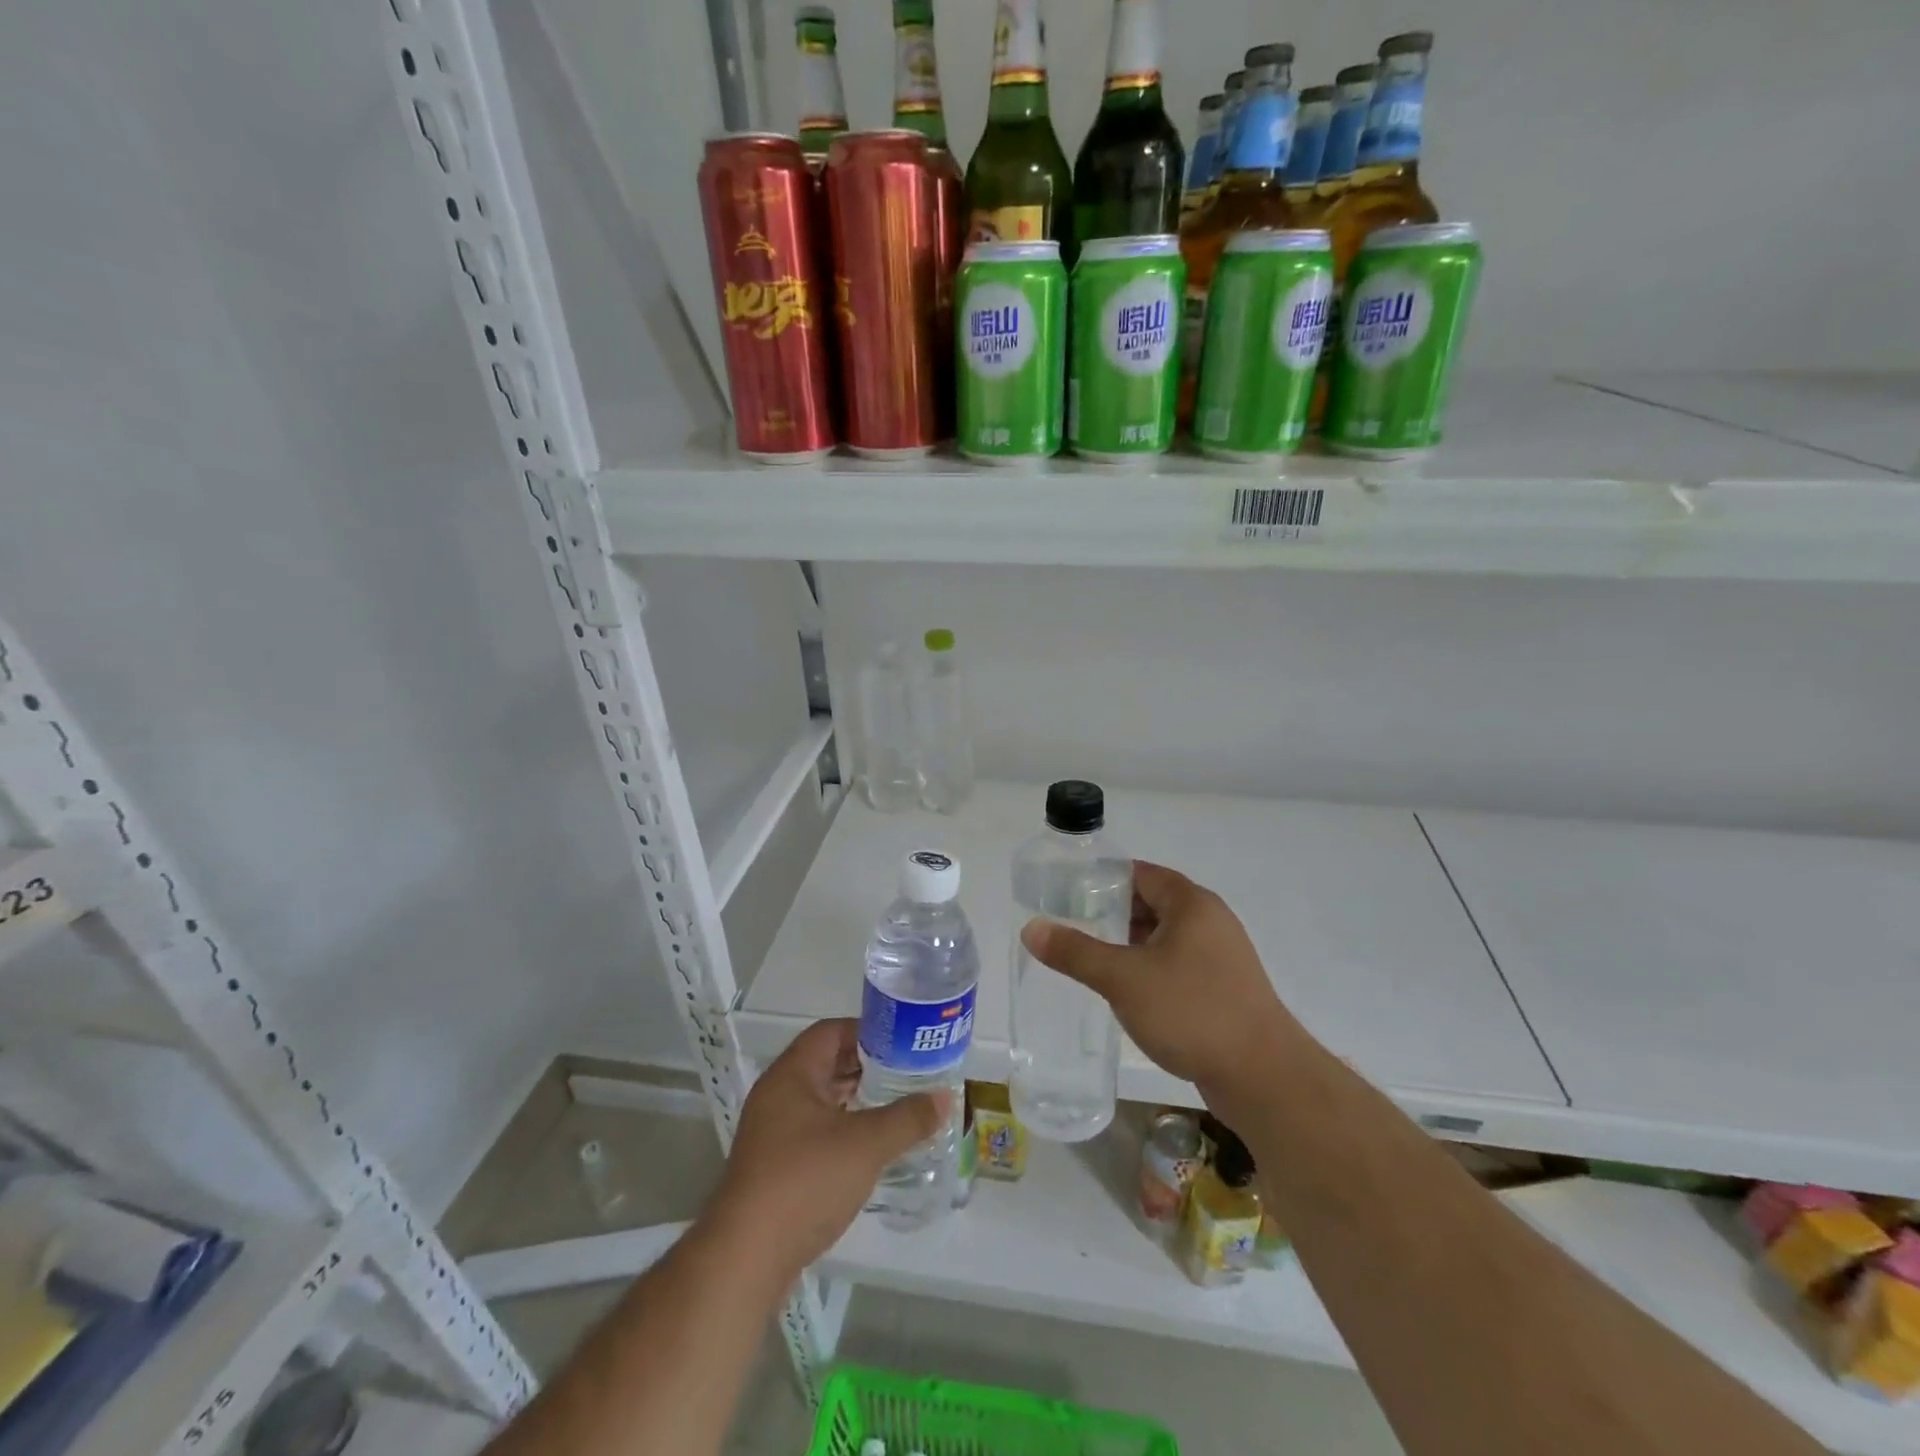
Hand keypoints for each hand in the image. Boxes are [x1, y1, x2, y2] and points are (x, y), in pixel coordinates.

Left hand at [710, 1019, 948, 1282]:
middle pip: (825, 1063)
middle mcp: (777, 1094)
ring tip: (896, 1103)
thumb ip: (907, 1118)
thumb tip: (945, 1098)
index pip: (830, 1031)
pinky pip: (814, 1130)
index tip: (902, 1041)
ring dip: (855, 1098)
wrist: (746, 1257)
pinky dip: (843, 1127)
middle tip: (907, 1070)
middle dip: (866, 1065)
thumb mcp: (866, 1144)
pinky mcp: (774, 1166)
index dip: (867, 1031)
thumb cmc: (805, 1181)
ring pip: (821, 1099)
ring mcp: (772, 1132)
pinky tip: (870, 1144)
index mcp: (791, 1074)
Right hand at [1019, 861, 1307, 1113]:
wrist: (1263, 1077)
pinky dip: (1150, 968)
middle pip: (1153, 903)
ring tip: (1091, 957)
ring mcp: (1221, 957)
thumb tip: (1031, 928)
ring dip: (1130, 944)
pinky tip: (1127, 991)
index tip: (1068, 892)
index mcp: (1191, 904)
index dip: (1104, 879)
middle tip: (1071, 925)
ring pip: (1165, 937)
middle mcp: (1210, 921)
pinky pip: (1178, 965)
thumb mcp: (1123, 978)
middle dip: (1112, 913)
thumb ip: (1076, 951)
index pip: (1141, 873)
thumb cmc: (1191, 1012)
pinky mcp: (1224, 989)